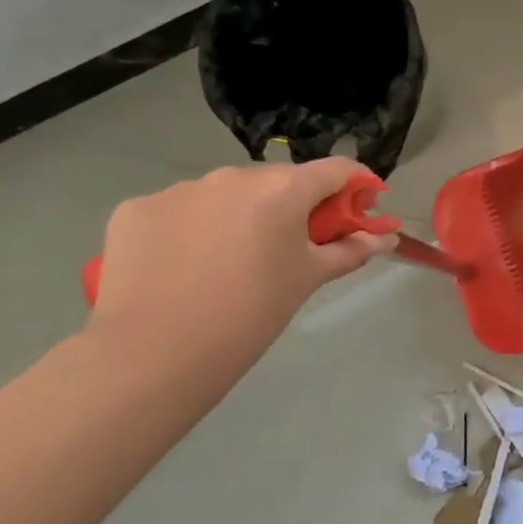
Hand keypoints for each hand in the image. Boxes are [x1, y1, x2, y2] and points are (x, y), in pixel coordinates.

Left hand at [86, 160, 394, 369]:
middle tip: (296, 246)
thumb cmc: (251, 312)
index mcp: (284, 188)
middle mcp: (233, 175)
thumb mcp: (309, 278)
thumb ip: (351, 250)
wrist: (153, 354)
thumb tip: (386, 238)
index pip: (337, 170)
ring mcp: (180, 189)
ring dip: (241, 214)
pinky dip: (193, 228)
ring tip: (233, 260)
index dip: (357, 187)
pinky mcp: (136, 209)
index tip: (362, 211)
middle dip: (296, 205)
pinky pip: (180, 210)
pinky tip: (187, 265)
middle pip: (280, 181)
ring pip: (227, 194)